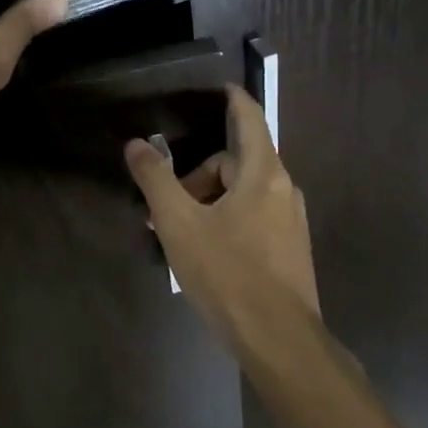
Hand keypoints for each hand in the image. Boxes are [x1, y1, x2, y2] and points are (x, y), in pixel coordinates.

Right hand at [125, 85, 323, 354]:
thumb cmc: (227, 273)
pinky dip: (229, 222)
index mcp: (262, 173)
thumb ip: (156, 180)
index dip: (233, 99)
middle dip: (199, 176)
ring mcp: (291, 222)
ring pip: (245, 194)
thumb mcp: (180, 224)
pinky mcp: (291, 250)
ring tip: (181, 236)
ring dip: (211, 203)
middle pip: (237, 163)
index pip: (249, 118)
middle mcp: (284, 189)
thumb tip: (136, 144)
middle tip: (167, 208)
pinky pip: (255, 218)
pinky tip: (207, 254)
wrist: (279, 340)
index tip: (219, 87)